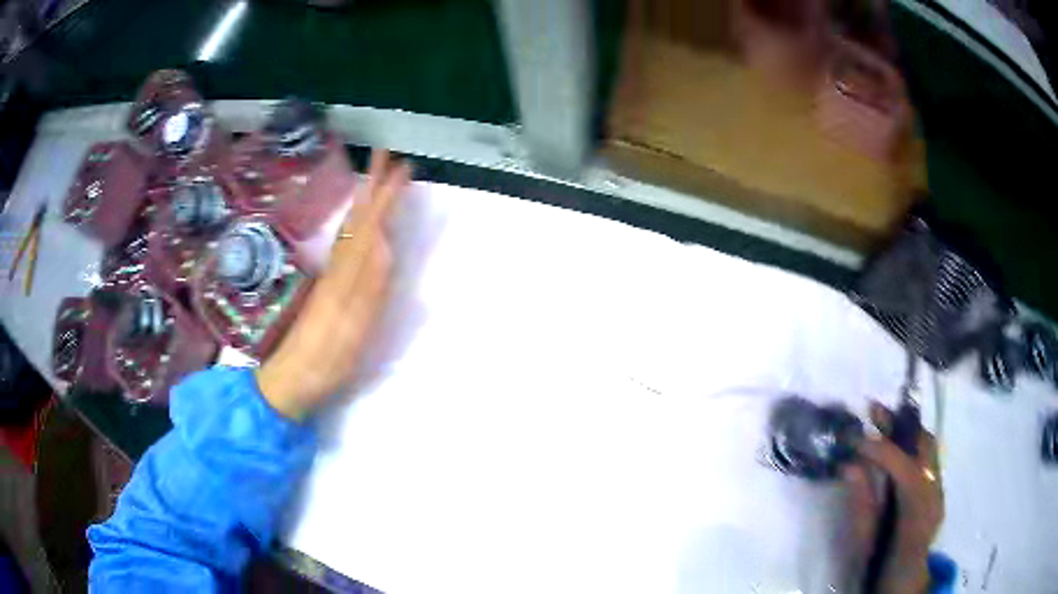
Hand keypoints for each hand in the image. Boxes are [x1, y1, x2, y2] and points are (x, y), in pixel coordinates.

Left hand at [257, 150, 410, 420]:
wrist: (294, 378)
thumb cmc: (326, 359)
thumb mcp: (352, 326)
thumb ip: (369, 286)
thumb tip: (384, 241)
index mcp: (346, 275)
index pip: (370, 225)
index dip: (385, 196)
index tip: (401, 167)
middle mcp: (338, 269)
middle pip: (358, 220)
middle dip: (373, 187)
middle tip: (386, 157)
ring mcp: (332, 277)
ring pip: (351, 231)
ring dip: (366, 201)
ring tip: (377, 181)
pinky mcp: (329, 288)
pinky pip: (346, 247)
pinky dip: (358, 226)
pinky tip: (360, 224)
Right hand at [844, 402, 943, 593]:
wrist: (902, 584)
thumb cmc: (879, 567)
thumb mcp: (863, 544)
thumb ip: (860, 505)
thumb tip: (849, 465)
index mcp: (916, 518)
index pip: (905, 471)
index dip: (882, 450)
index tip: (855, 439)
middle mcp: (935, 497)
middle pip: (926, 447)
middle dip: (900, 424)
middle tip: (872, 409)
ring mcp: (940, 491)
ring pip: (929, 447)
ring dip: (906, 429)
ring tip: (881, 419)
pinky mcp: (938, 490)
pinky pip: (928, 457)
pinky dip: (911, 444)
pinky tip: (895, 443)